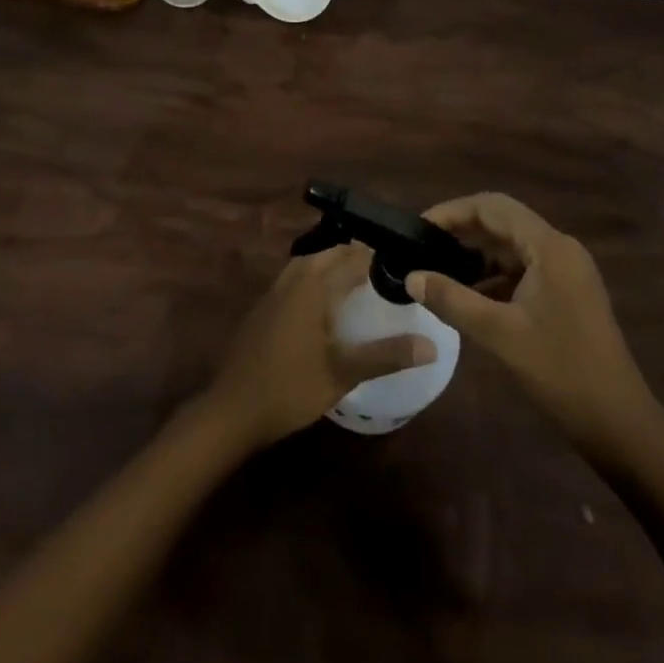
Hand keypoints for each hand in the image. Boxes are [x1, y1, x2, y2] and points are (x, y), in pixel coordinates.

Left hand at [202, 244, 436, 449]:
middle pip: (332, 253)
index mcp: (315, 285)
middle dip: (359, 257)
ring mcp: (276, 289)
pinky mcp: (266, 305)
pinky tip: (328, 302)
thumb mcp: (343, 373)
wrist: (232, 409)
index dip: (380, 257)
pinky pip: (298, 275)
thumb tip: (430, 345)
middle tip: (389, 273)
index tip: (406, 264)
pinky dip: (318, 276)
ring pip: (312, 261)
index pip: (354, 257)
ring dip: (336, 264)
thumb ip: (386, 355)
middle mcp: (295, 277)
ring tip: (363, 282)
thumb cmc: (290, 388)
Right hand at [409, 193, 661, 455]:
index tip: (420, 228)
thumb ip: (452, 299)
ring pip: (512, 248)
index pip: (493, 206)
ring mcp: (566, 273)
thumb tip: (411, 277)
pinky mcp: (566, 295)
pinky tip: (467, 297)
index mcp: (549, 247)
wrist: (620, 425)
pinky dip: (494, 277)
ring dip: (476, 256)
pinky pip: (523, 271)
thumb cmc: (560, 371)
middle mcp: (560, 249)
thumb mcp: (499, 333)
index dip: (453, 211)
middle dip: (462, 232)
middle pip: (502, 223)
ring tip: (437, 271)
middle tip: (422, 248)